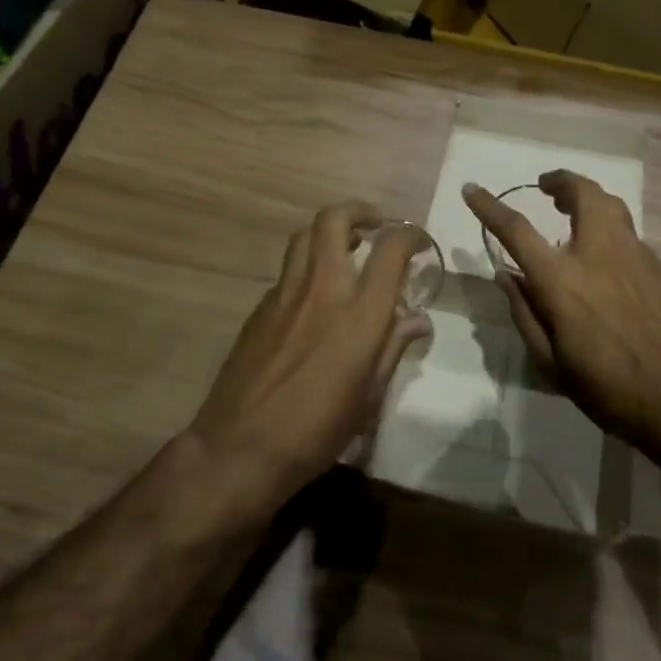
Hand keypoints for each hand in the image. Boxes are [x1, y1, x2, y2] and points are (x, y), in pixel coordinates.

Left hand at [186, 202, 431, 513]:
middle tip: (374, 225)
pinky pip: (287, 271)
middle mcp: (322, 290)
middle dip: (359, 211)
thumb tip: (417, 321)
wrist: (241, 448)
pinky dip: (307, 268)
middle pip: (334, 220)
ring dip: (328, 232)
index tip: (419, 243)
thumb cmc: (317, 431)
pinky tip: (313, 297)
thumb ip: (392, 348)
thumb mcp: (368, 396)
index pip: (390, 249)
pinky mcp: (259, 308)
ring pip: (304, 236)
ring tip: (345, 249)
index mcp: (359, 314)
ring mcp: (285, 295)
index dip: (410, 235)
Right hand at [465, 172, 660, 447]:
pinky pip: (629, 234)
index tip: (472, 189)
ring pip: (611, 205)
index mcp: (562, 281)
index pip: (517, 230)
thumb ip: (524, 314)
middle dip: (561, 181)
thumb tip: (506, 275)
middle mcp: (598, 255)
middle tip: (547, 187)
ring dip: (588, 198)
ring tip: (574, 210)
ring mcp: (635, 256)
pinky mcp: (659, 266)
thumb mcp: (550, 363)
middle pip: (582, 194)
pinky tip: (607, 257)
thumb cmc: (607, 389)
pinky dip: (610, 230)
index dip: (489, 206)